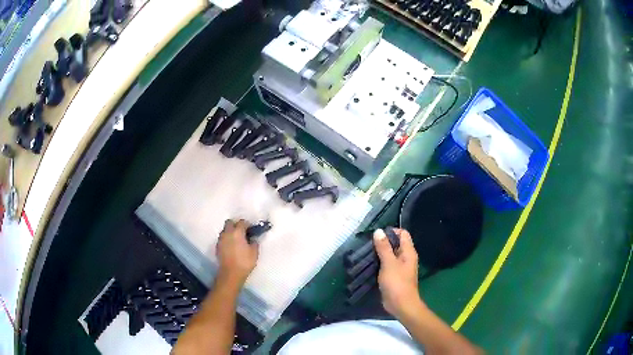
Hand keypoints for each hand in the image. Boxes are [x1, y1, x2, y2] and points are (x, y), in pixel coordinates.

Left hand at [216, 219, 258, 286]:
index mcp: (237, 232)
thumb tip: (252, 239)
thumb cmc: (244, 262)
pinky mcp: (217, 246)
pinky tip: (231, 246)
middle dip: (236, 224)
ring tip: (236, 240)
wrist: (230, 273)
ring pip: (225, 230)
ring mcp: (221, 239)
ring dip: (230, 232)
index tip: (251, 229)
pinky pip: (222, 238)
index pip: (242, 222)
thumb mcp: (254, 252)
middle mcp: (227, 233)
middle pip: (230, 222)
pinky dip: (227, 239)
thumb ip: (254, 243)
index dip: (247, 224)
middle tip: (242, 232)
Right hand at [374, 228, 424, 319]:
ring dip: (380, 253)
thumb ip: (384, 247)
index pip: (403, 234)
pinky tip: (369, 264)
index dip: (391, 231)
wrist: (401, 305)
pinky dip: (379, 263)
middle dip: (383, 242)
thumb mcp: (389, 263)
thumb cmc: (397, 282)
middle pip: (396, 244)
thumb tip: (378, 231)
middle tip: (368, 244)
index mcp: (408, 252)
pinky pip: (387, 265)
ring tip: (366, 252)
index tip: (377, 235)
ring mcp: (400, 268)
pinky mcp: (394, 276)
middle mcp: (406, 258)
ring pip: (390, 255)